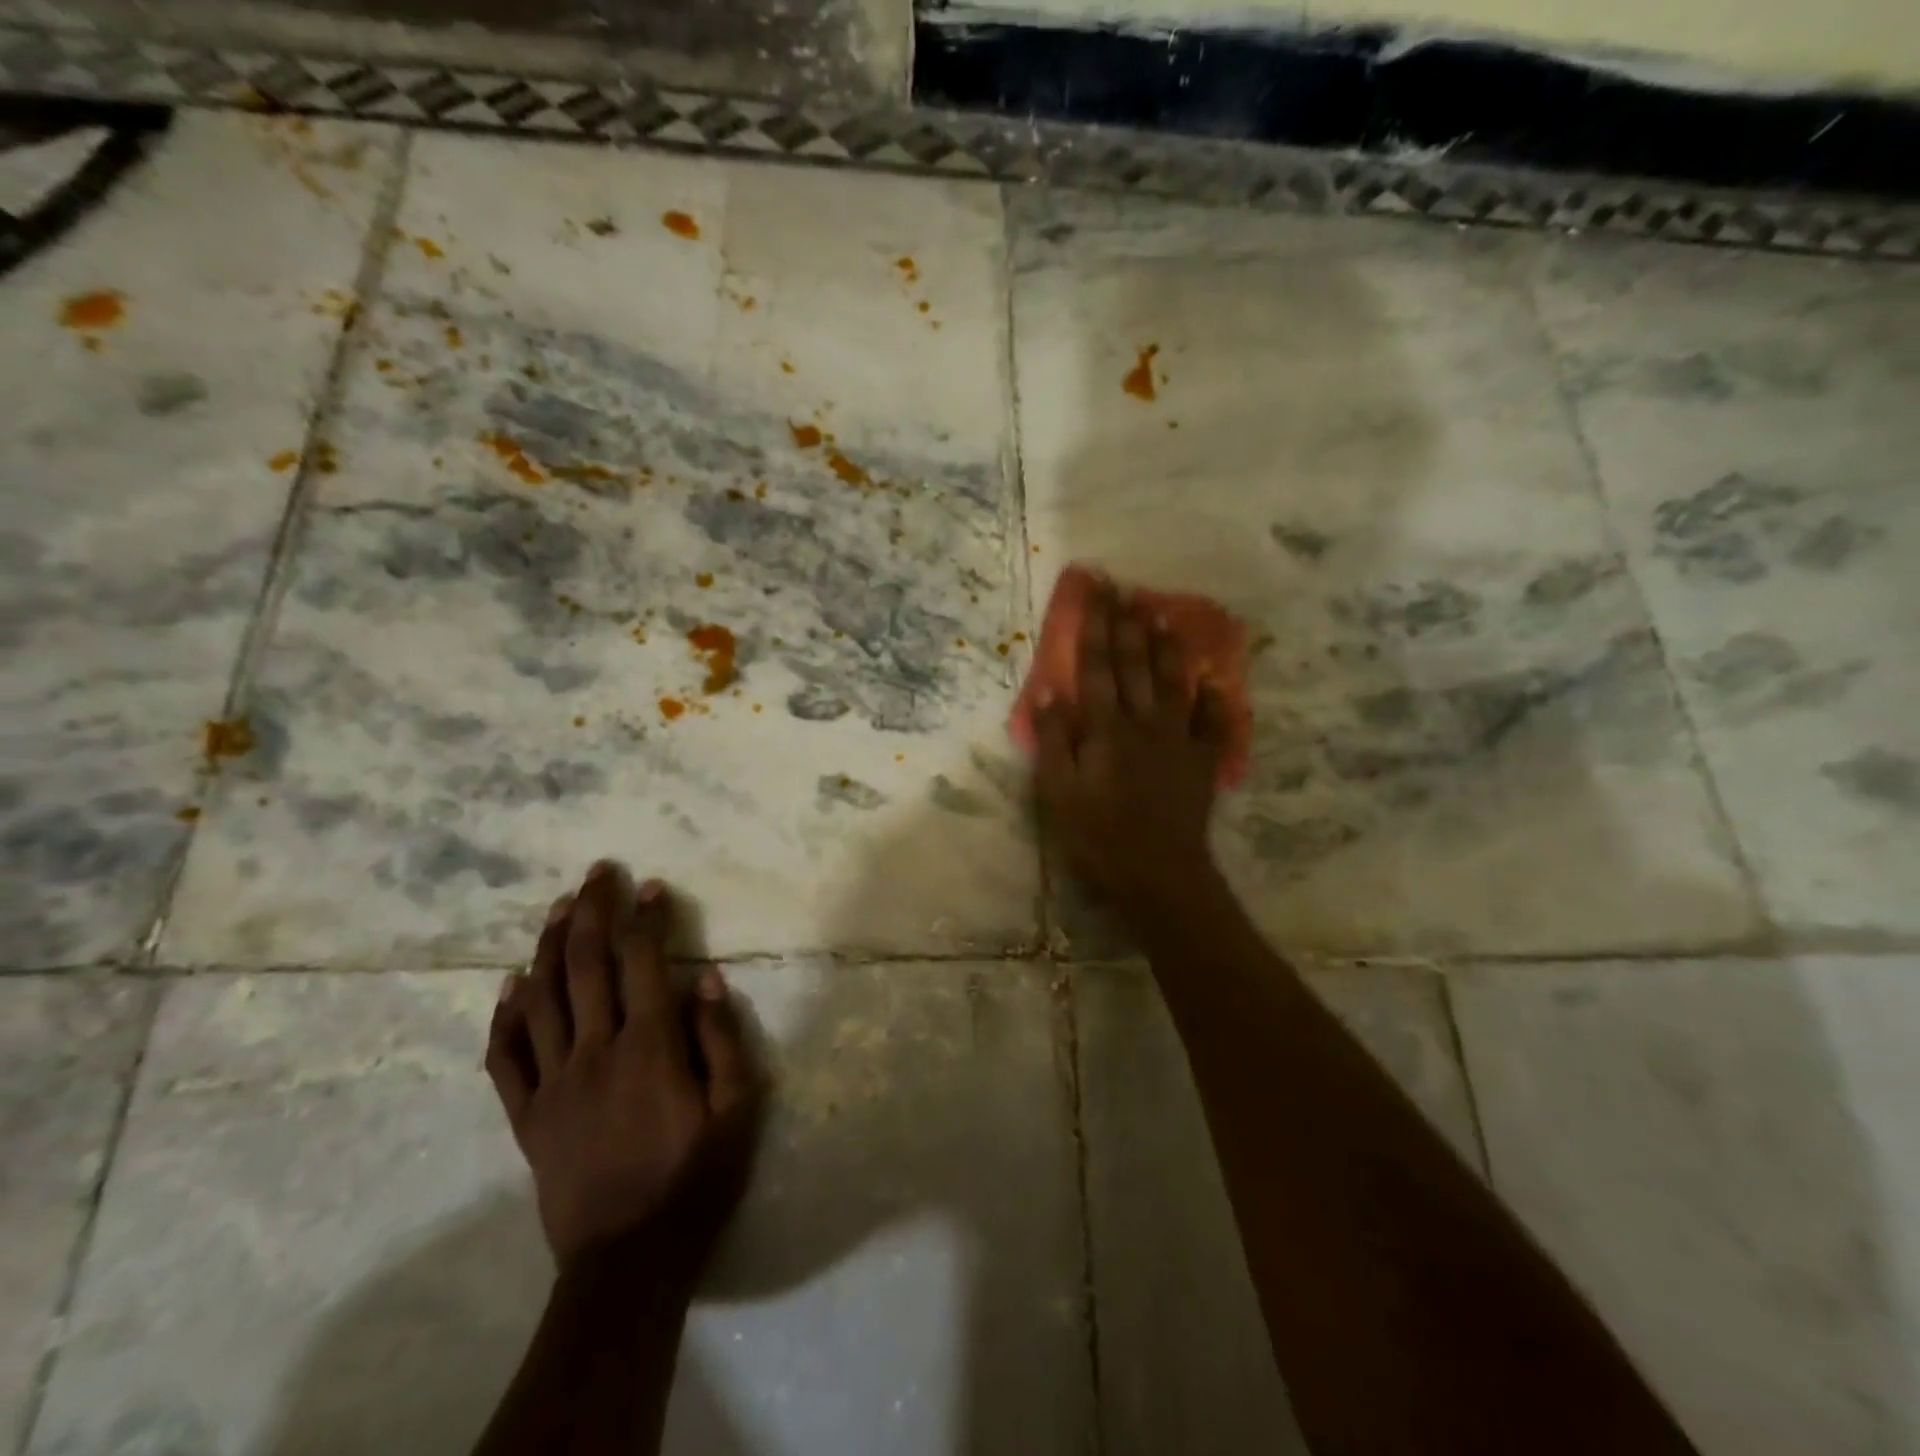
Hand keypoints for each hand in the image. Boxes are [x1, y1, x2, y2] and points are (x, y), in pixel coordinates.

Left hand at [487, 862, 767, 1268]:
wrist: (627, 1262)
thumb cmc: (695, 1179)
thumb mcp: (737, 1110)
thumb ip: (721, 1040)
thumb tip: (703, 979)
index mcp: (649, 1048)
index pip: (644, 963)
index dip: (647, 919)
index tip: (651, 885)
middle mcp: (595, 1052)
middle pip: (587, 966)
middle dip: (593, 912)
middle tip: (597, 873)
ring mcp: (554, 1083)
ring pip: (543, 999)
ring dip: (549, 946)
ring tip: (558, 907)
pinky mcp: (528, 1117)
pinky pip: (505, 1059)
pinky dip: (504, 1017)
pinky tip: (509, 984)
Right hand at [1033, 580, 1227, 931]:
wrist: (1158, 874)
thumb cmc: (1098, 836)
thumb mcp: (1058, 793)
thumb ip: (1055, 739)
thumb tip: (1050, 691)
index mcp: (1106, 728)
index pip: (1096, 666)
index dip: (1095, 625)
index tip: (1096, 590)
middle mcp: (1144, 722)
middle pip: (1135, 664)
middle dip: (1128, 623)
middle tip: (1126, 588)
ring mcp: (1178, 740)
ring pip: (1173, 682)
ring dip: (1167, 646)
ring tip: (1162, 614)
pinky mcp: (1201, 761)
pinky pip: (1210, 722)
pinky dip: (1211, 698)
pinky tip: (1211, 680)